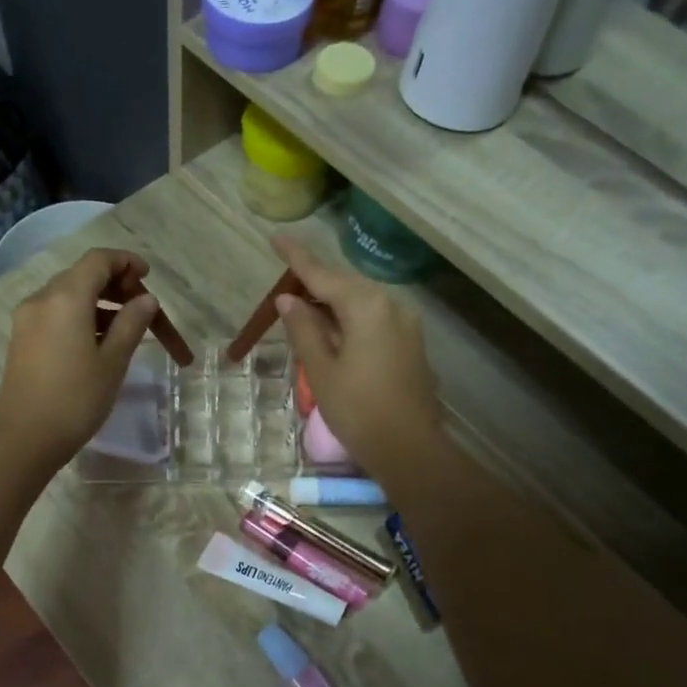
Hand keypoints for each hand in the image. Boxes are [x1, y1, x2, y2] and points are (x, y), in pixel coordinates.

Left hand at [0, 248, 156, 469]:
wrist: (25, 439)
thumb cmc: (76, 399)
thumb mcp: (112, 361)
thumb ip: (131, 323)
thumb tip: (146, 299)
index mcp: (66, 298)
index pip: (98, 260)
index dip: (126, 262)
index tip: (148, 276)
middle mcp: (42, 299)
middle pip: (83, 276)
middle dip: (116, 285)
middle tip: (143, 309)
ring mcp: (27, 319)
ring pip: (69, 297)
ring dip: (100, 304)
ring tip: (128, 330)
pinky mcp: (22, 339)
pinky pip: (56, 314)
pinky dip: (81, 317)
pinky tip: (100, 342)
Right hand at [270, 236, 442, 484]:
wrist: (409, 448)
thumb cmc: (358, 409)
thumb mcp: (321, 369)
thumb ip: (303, 329)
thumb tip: (289, 300)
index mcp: (366, 306)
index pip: (322, 274)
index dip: (296, 257)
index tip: (276, 238)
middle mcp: (390, 304)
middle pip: (344, 283)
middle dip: (314, 281)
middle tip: (283, 286)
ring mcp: (405, 322)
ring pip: (359, 300)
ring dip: (330, 300)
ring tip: (302, 307)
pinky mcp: (409, 341)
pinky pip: (372, 316)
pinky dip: (348, 316)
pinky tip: (331, 328)